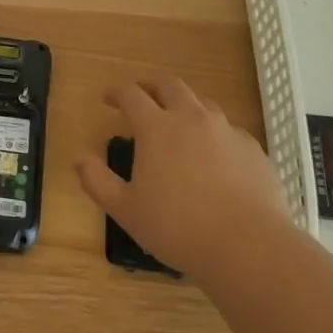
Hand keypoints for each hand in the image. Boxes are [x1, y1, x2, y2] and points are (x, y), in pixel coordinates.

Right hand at [76, 75, 294, 278]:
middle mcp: (192, 118)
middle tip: (142, 96)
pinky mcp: (253, 150)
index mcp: (157, 127)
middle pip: (170, 86)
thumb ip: (97, 181)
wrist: (249, 247)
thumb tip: (79, 159)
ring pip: (203, 103)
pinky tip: (214, 154)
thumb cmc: (177, 227)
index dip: (116, 92)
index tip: (107, 98)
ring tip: (178, 121)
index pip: (131, 95)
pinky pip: (229, 130)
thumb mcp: (125, 209)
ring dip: (185, 104)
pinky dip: (214, 132)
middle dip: (151, 86)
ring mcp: (227, 131)